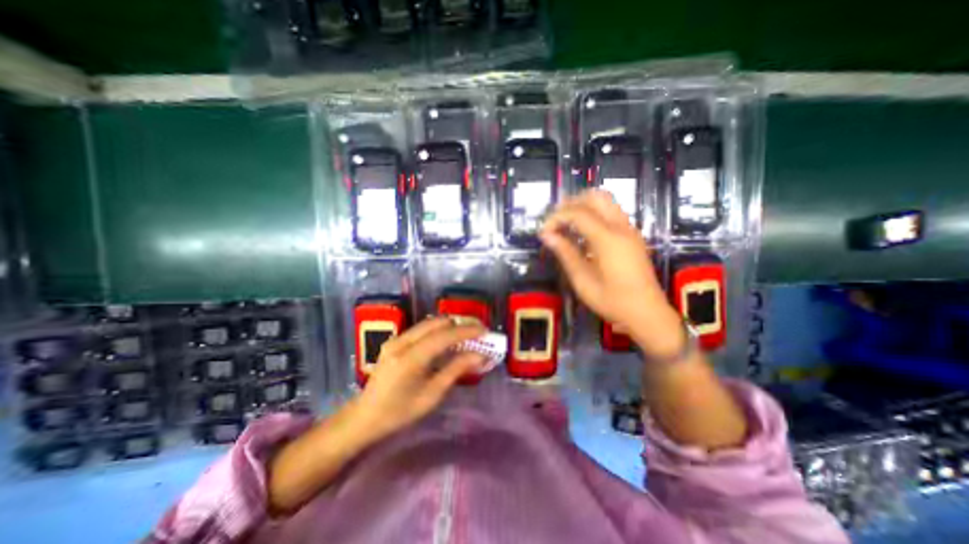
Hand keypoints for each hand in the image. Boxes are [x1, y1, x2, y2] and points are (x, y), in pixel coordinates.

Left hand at [354, 319, 484, 437]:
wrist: (365, 416)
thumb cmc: (400, 412)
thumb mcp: (432, 395)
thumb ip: (456, 370)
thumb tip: (480, 355)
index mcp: (410, 358)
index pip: (444, 336)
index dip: (466, 331)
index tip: (485, 331)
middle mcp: (402, 342)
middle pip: (437, 322)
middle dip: (460, 324)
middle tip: (478, 331)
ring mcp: (396, 339)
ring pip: (430, 323)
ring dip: (451, 326)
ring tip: (467, 334)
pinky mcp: (395, 340)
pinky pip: (422, 329)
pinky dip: (439, 330)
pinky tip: (449, 340)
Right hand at [537, 190, 688, 358]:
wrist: (647, 312)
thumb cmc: (612, 301)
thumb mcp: (582, 280)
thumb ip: (565, 253)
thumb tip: (547, 235)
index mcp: (608, 239)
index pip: (578, 213)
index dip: (556, 217)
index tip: (543, 232)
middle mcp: (621, 227)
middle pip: (595, 197)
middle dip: (570, 204)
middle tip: (555, 222)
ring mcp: (629, 229)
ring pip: (605, 201)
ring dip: (583, 206)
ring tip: (565, 223)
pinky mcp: (632, 235)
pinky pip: (611, 212)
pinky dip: (593, 213)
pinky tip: (582, 232)